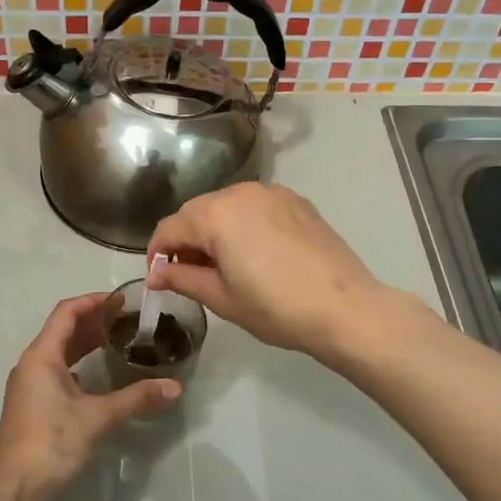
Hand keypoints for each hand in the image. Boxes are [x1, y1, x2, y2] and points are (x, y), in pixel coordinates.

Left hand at [0, 293, 180, 500]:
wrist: (15, 490)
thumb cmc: (52, 443)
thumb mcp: (98, 418)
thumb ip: (137, 398)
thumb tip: (175, 386)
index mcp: (41, 356)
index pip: (66, 312)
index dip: (94, 301)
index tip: (123, 301)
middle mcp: (31, 364)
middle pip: (63, 330)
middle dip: (94, 322)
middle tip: (129, 320)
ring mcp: (29, 386)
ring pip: (60, 352)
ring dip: (86, 343)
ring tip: (119, 342)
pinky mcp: (32, 405)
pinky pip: (57, 371)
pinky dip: (79, 365)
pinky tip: (100, 376)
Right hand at [147, 182, 387, 361]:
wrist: (345, 308)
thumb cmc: (276, 308)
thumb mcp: (222, 298)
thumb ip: (183, 279)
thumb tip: (155, 274)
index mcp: (215, 215)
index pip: (170, 228)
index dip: (156, 253)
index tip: (158, 278)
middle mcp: (241, 192)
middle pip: (197, 212)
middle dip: (186, 240)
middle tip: (187, 275)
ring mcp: (273, 193)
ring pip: (227, 207)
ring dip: (215, 230)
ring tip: (222, 265)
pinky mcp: (297, 202)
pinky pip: (256, 208)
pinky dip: (244, 225)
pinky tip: (254, 254)